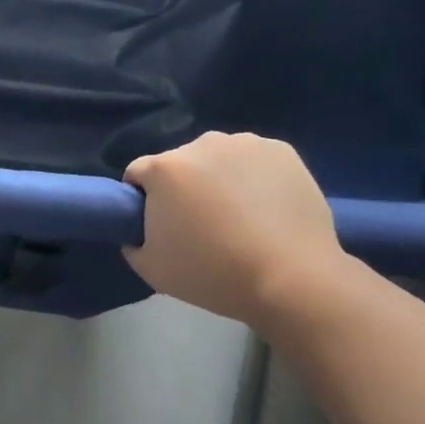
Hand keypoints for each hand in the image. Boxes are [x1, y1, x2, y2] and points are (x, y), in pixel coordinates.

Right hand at [124, 132, 349, 325]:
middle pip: (181, 164)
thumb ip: (133, 240)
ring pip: (220, 158)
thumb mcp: (151, 269)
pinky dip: (256, 178)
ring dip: (221, 179)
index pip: (138, 174)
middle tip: (204, 226)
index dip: (143, 200)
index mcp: (166, 168)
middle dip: (185, 187)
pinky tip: (269, 210)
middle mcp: (202, 143)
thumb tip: (140, 228)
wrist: (291, 280)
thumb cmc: (213, 275)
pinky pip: (255, 161)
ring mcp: (246, 143)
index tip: (160, 226)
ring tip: (242, 218)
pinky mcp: (282, 150)